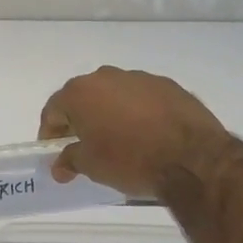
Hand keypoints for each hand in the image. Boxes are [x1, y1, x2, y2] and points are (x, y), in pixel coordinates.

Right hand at [37, 66, 232, 199]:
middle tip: (84, 144)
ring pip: (114, 94)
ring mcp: (139, 78)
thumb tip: (59, 166)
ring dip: (110, 113)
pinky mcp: (168, 85)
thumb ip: (70, 160)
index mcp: (80, 93)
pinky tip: (147, 134)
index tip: (54, 151)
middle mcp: (106, 76)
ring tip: (119, 139)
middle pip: (83, 97)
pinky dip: (138, 112)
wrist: (192, 158)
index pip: (53, 110)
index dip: (49, 132)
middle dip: (80, 119)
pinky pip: (142, 98)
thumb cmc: (130, 160)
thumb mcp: (92, 166)